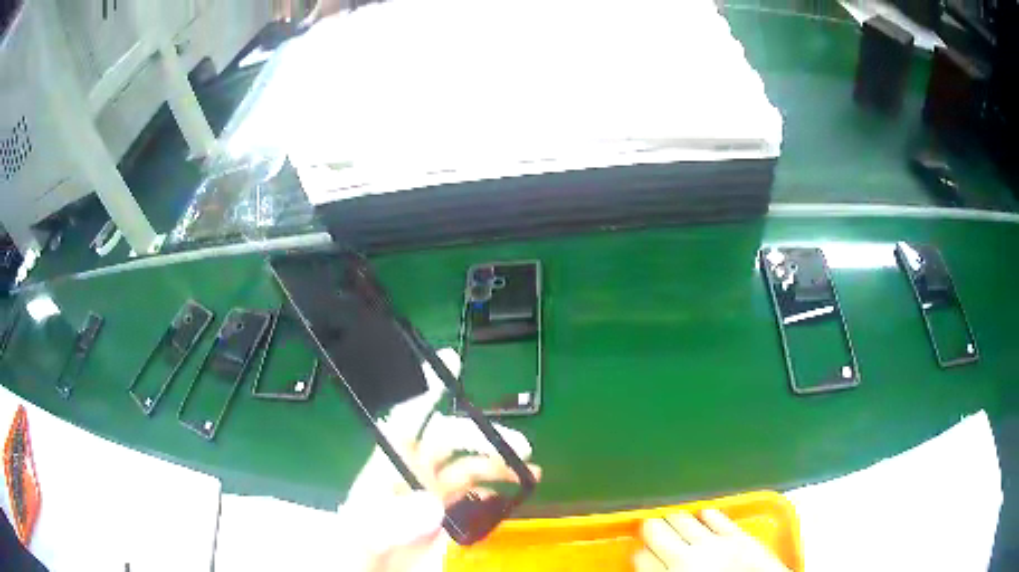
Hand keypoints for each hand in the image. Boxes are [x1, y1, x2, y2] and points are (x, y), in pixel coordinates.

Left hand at [338, 348, 541, 571]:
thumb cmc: (353, 553)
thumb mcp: (360, 536)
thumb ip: (387, 521)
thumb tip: (431, 502)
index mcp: (386, 467)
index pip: (407, 419)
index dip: (426, 390)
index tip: (450, 363)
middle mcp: (411, 474)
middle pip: (450, 439)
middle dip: (482, 435)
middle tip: (520, 446)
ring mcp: (430, 496)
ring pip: (469, 465)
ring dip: (498, 462)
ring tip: (529, 470)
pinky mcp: (445, 516)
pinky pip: (475, 494)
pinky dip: (496, 489)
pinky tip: (513, 493)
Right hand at [634, 509, 789, 571]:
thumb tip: (651, 566)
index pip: (642, 559)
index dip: (640, 554)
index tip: (640, 553)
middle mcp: (686, 559)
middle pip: (658, 534)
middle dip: (652, 529)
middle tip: (651, 527)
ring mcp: (713, 545)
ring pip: (685, 521)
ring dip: (676, 519)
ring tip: (673, 517)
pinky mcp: (738, 536)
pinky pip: (717, 518)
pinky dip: (707, 515)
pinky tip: (704, 514)